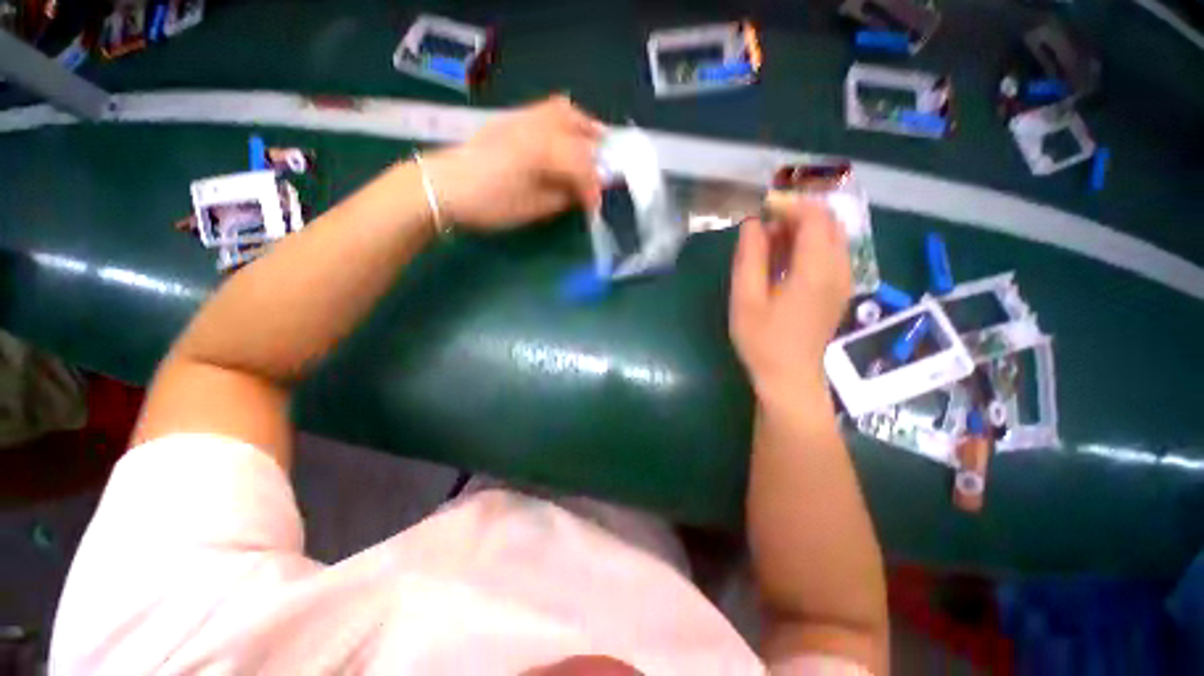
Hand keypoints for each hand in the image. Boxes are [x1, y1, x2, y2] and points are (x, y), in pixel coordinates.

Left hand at [425, 96, 604, 229]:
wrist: (443, 187)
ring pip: (562, 110)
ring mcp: (521, 118)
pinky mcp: (510, 120)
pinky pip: (544, 111)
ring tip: (590, 146)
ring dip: (582, 127)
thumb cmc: (489, 204)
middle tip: (605, 168)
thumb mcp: (532, 209)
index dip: (593, 189)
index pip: (582, 167)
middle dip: (596, 148)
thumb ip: (562, 198)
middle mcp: (537, 125)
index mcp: (544, 150)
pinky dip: (563, 121)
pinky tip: (563, 139)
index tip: (595, 209)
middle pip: (578, 127)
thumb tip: (582, 194)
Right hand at [729, 192, 851, 402]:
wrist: (790, 377)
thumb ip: (750, 257)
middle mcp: (839, 268)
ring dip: (801, 228)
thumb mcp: (746, 299)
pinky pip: (830, 252)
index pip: (814, 217)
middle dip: (796, 212)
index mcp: (816, 270)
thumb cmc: (762, 341)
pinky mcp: (838, 289)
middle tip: (763, 224)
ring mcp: (843, 279)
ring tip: (768, 241)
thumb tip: (752, 223)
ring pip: (830, 235)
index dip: (788, 203)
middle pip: (828, 221)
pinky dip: (808, 244)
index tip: (760, 206)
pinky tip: (783, 259)